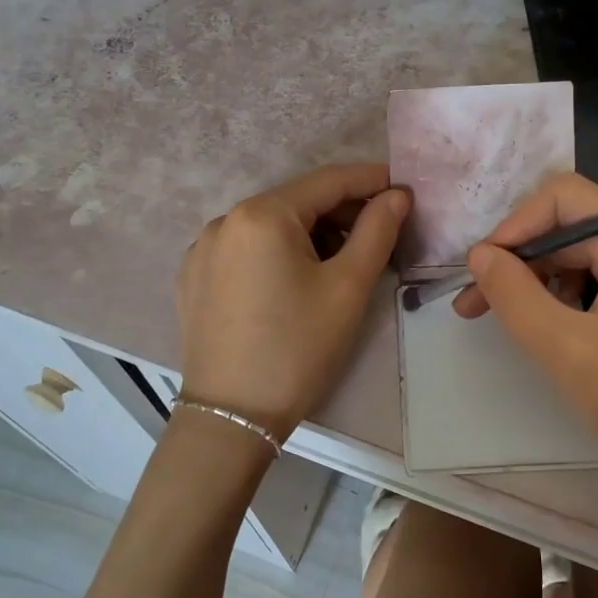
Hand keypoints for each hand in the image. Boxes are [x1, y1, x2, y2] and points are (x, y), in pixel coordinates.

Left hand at [178, 163, 407, 439]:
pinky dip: (278, 251)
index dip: (371, 180)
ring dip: (312, 233)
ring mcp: (204, 248)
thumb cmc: (298, 349)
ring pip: (271, 225)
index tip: (404, 188)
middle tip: (382, 230)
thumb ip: (377, 231)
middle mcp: (226, 220)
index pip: (328, 181)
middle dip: (343, 211)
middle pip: (297, 202)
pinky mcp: (194, 276)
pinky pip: (246, 248)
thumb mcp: (348, 288)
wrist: (231, 418)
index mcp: (262, 214)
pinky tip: (296, 280)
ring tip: (344, 260)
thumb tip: (396, 196)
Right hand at [455, 172, 597, 500]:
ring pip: (585, 258)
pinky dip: (571, 300)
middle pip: (571, 228)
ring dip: (542, 283)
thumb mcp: (564, 347)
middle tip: (477, 306)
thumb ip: (513, 294)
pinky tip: (556, 334)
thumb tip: (480, 254)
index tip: (481, 272)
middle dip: (520, 261)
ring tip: (513, 324)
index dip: (513, 227)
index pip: (560, 198)